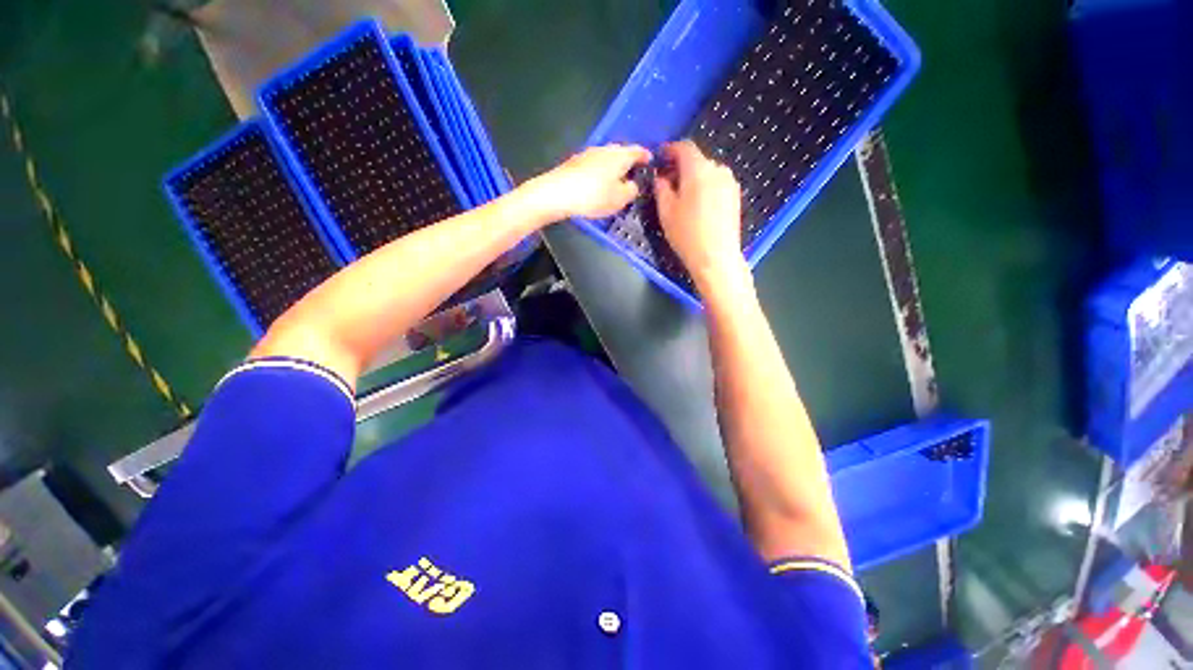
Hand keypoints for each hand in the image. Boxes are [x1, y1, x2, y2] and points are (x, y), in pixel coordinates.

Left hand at [526, 144, 651, 220]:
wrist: (557, 193)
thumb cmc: (594, 196)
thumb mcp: (620, 199)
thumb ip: (631, 190)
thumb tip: (632, 184)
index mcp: (620, 155)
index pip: (637, 151)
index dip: (645, 156)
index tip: (650, 161)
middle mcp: (605, 149)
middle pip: (621, 152)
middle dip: (628, 161)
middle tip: (633, 173)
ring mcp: (587, 154)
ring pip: (606, 158)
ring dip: (612, 167)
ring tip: (615, 180)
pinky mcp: (574, 163)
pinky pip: (593, 165)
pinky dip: (599, 172)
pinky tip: (597, 183)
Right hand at [654, 141, 746, 286]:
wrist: (716, 258)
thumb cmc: (687, 234)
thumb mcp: (666, 212)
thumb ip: (662, 188)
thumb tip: (661, 177)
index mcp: (698, 170)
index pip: (685, 148)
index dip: (670, 149)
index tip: (660, 157)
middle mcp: (718, 170)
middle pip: (697, 160)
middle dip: (681, 166)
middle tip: (667, 181)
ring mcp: (730, 183)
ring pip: (708, 172)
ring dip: (693, 177)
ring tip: (682, 195)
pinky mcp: (735, 197)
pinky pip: (716, 184)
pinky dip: (705, 187)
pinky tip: (697, 205)